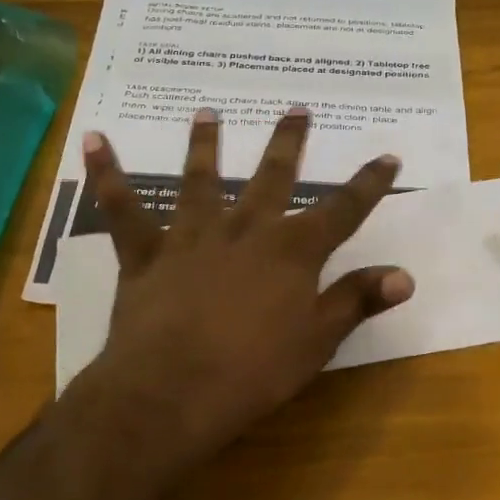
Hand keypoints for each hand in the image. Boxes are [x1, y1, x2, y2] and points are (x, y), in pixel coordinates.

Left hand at [68, 107, 414, 469]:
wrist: (172, 390)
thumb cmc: (254, 372)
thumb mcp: (317, 341)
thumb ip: (357, 301)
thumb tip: (404, 275)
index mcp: (292, 252)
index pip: (342, 211)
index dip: (369, 185)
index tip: (388, 157)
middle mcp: (245, 231)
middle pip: (272, 178)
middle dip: (289, 143)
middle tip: (296, 108)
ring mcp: (192, 238)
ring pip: (200, 181)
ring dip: (205, 145)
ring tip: (208, 113)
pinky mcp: (146, 254)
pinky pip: (123, 209)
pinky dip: (108, 174)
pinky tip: (94, 140)